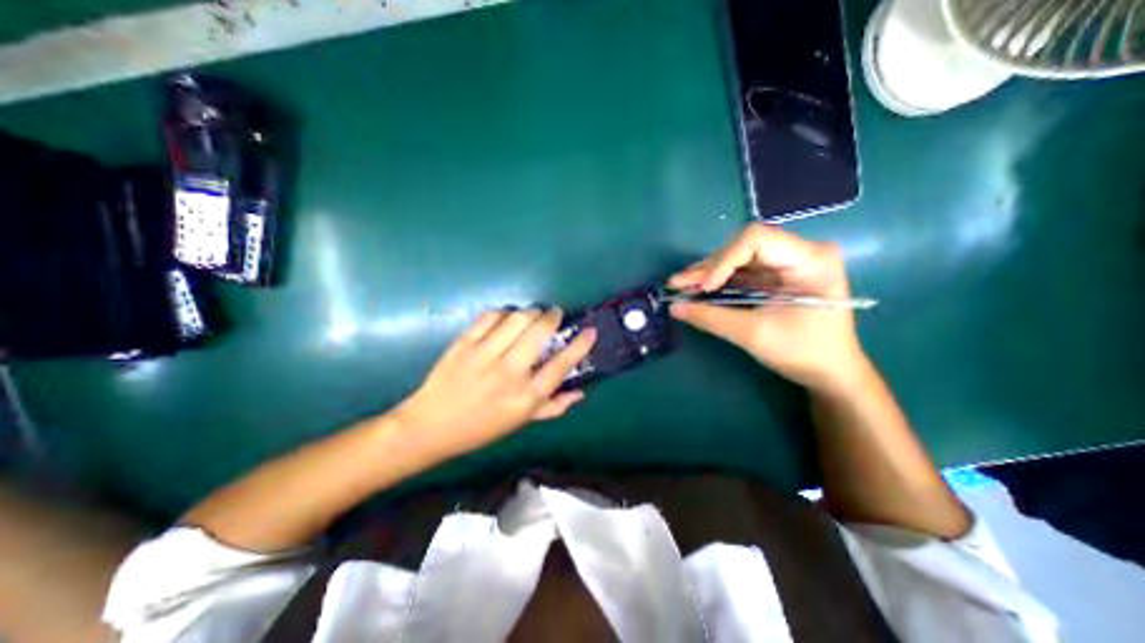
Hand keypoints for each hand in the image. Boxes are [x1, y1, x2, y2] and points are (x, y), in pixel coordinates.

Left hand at [392, 309, 595, 459]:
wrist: (430, 426)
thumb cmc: (481, 428)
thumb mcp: (521, 422)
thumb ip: (553, 407)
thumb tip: (581, 392)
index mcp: (525, 398)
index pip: (561, 365)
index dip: (580, 345)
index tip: (590, 331)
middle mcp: (508, 374)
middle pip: (539, 333)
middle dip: (552, 317)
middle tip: (554, 315)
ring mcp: (484, 356)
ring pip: (517, 319)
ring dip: (531, 312)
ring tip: (532, 315)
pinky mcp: (464, 344)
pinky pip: (490, 317)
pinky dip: (504, 313)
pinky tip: (506, 319)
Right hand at [668, 225, 862, 389]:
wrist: (829, 372)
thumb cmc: (803, 352)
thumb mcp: (754, 334)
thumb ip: (711, 318)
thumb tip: (673, 307)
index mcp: (810, 259)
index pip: (756, 239)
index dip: (724, 260)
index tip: (704, 287)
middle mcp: (799, 252)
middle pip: (742, 247)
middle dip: (708, 268)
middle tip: (677, 285)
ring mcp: (786, 263)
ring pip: (736, 258)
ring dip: (707, 273)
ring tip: (680, 287)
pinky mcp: (774, 276)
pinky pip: (739, 272)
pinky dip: (717, 281)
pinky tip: (696, 289)